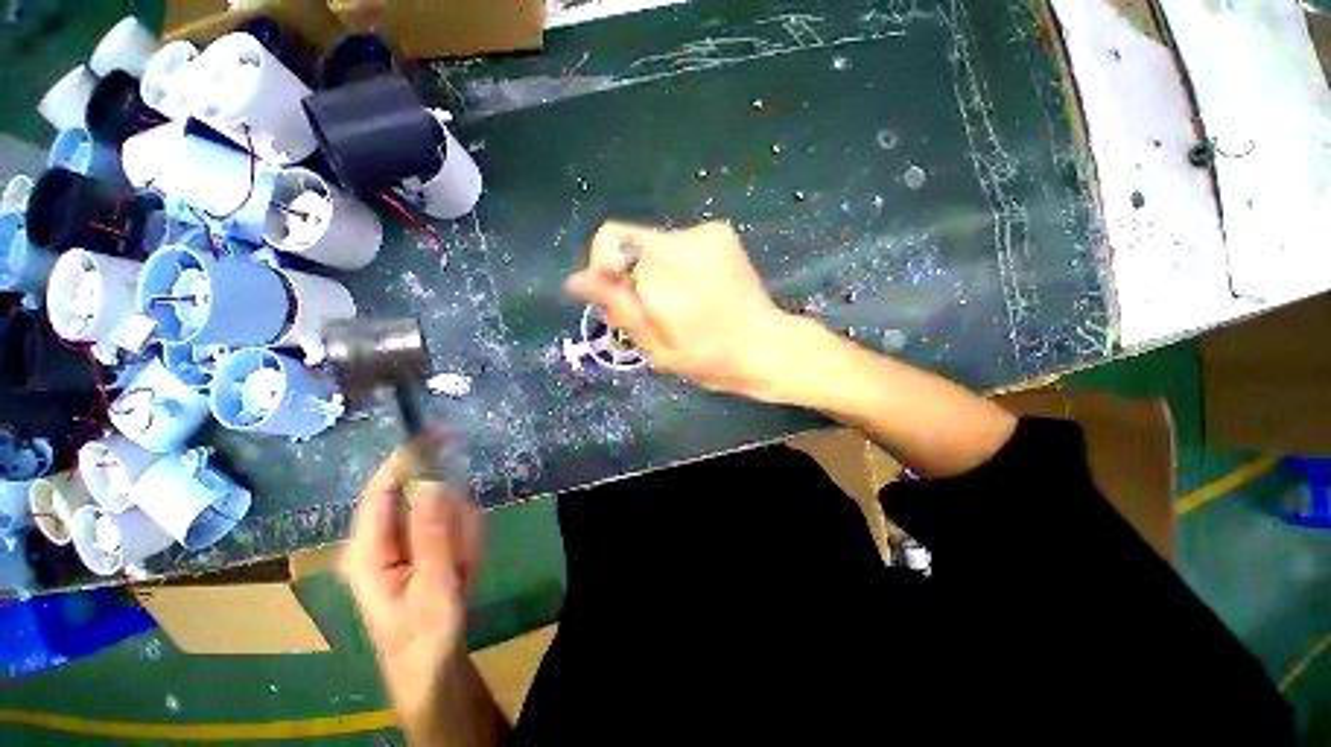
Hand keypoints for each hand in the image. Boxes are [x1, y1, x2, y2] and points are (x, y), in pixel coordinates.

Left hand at [343, 445, 483, 740]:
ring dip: (462, 532)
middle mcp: (380, 538)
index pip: (381, 488)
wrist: (434, 664)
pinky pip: (453, 526)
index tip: (441, 433)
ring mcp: (405, 542)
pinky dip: (467, 540)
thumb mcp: (435, 585)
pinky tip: (465, 568)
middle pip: (419, 498)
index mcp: (367, 548)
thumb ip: (433, 533)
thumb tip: (431, 480)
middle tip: (465, 548)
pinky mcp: (423, 546)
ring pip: (442, 511)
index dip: (407, 458)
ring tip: (464, 568)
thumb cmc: (426, 633)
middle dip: (452, 515)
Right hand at [564, 221, 799, 400]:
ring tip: (669, 303)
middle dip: (621, 271)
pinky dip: (668, 264)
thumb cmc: (712, 361)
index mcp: (669, 282)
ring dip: (646, 269)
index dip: (601, 270)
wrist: (768, 346)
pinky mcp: (720, 233)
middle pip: (624, 236)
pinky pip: (672, 242)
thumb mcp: (659, 349)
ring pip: (647, 240)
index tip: (614, 300)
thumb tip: (575, 280)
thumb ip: (621, 309)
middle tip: (639, 308)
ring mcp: (707, 235)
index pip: (610, 242)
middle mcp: (686, 246)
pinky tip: (689, 290)